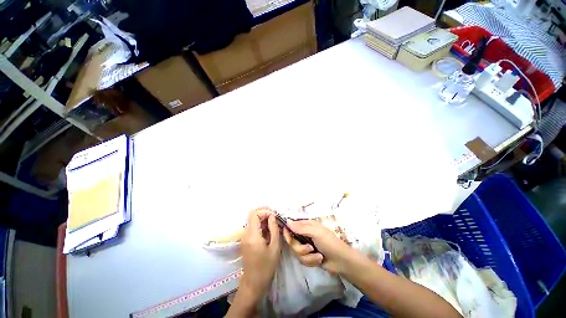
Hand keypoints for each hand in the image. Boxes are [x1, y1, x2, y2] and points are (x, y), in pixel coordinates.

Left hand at [240, 207, 280, 298]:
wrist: (254, 283)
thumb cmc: (266, 266)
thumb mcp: (274, 247)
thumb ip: (274, 229)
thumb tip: (272, 216)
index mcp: (252, 235)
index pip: (254, 214)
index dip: (264, 211)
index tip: (274, 215)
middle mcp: (245, 233)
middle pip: (253, 216)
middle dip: (265, 214)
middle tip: (276, 218)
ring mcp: (244, 237)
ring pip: (253, 221)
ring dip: (264, 220)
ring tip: (275, 225)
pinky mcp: (246, 241)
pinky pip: (253, 228)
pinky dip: (261, 226)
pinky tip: (270, 232)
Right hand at [284, 219, 353, 273]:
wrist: (341, 261)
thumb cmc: (329, 242)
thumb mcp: (315, 232)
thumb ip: (300, 228)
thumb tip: (287, 221)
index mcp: (306, 226)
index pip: (291, 226)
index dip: (287, 230)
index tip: (286, 235)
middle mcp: (304, 235)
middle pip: (292, 241)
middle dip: (299, 248)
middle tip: (309, 248)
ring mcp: (306, 246)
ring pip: (296, 252)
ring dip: (307, 256)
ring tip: (318, 256)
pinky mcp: (308, 257)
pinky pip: (302, 260)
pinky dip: (311, 261)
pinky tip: (319, 260)